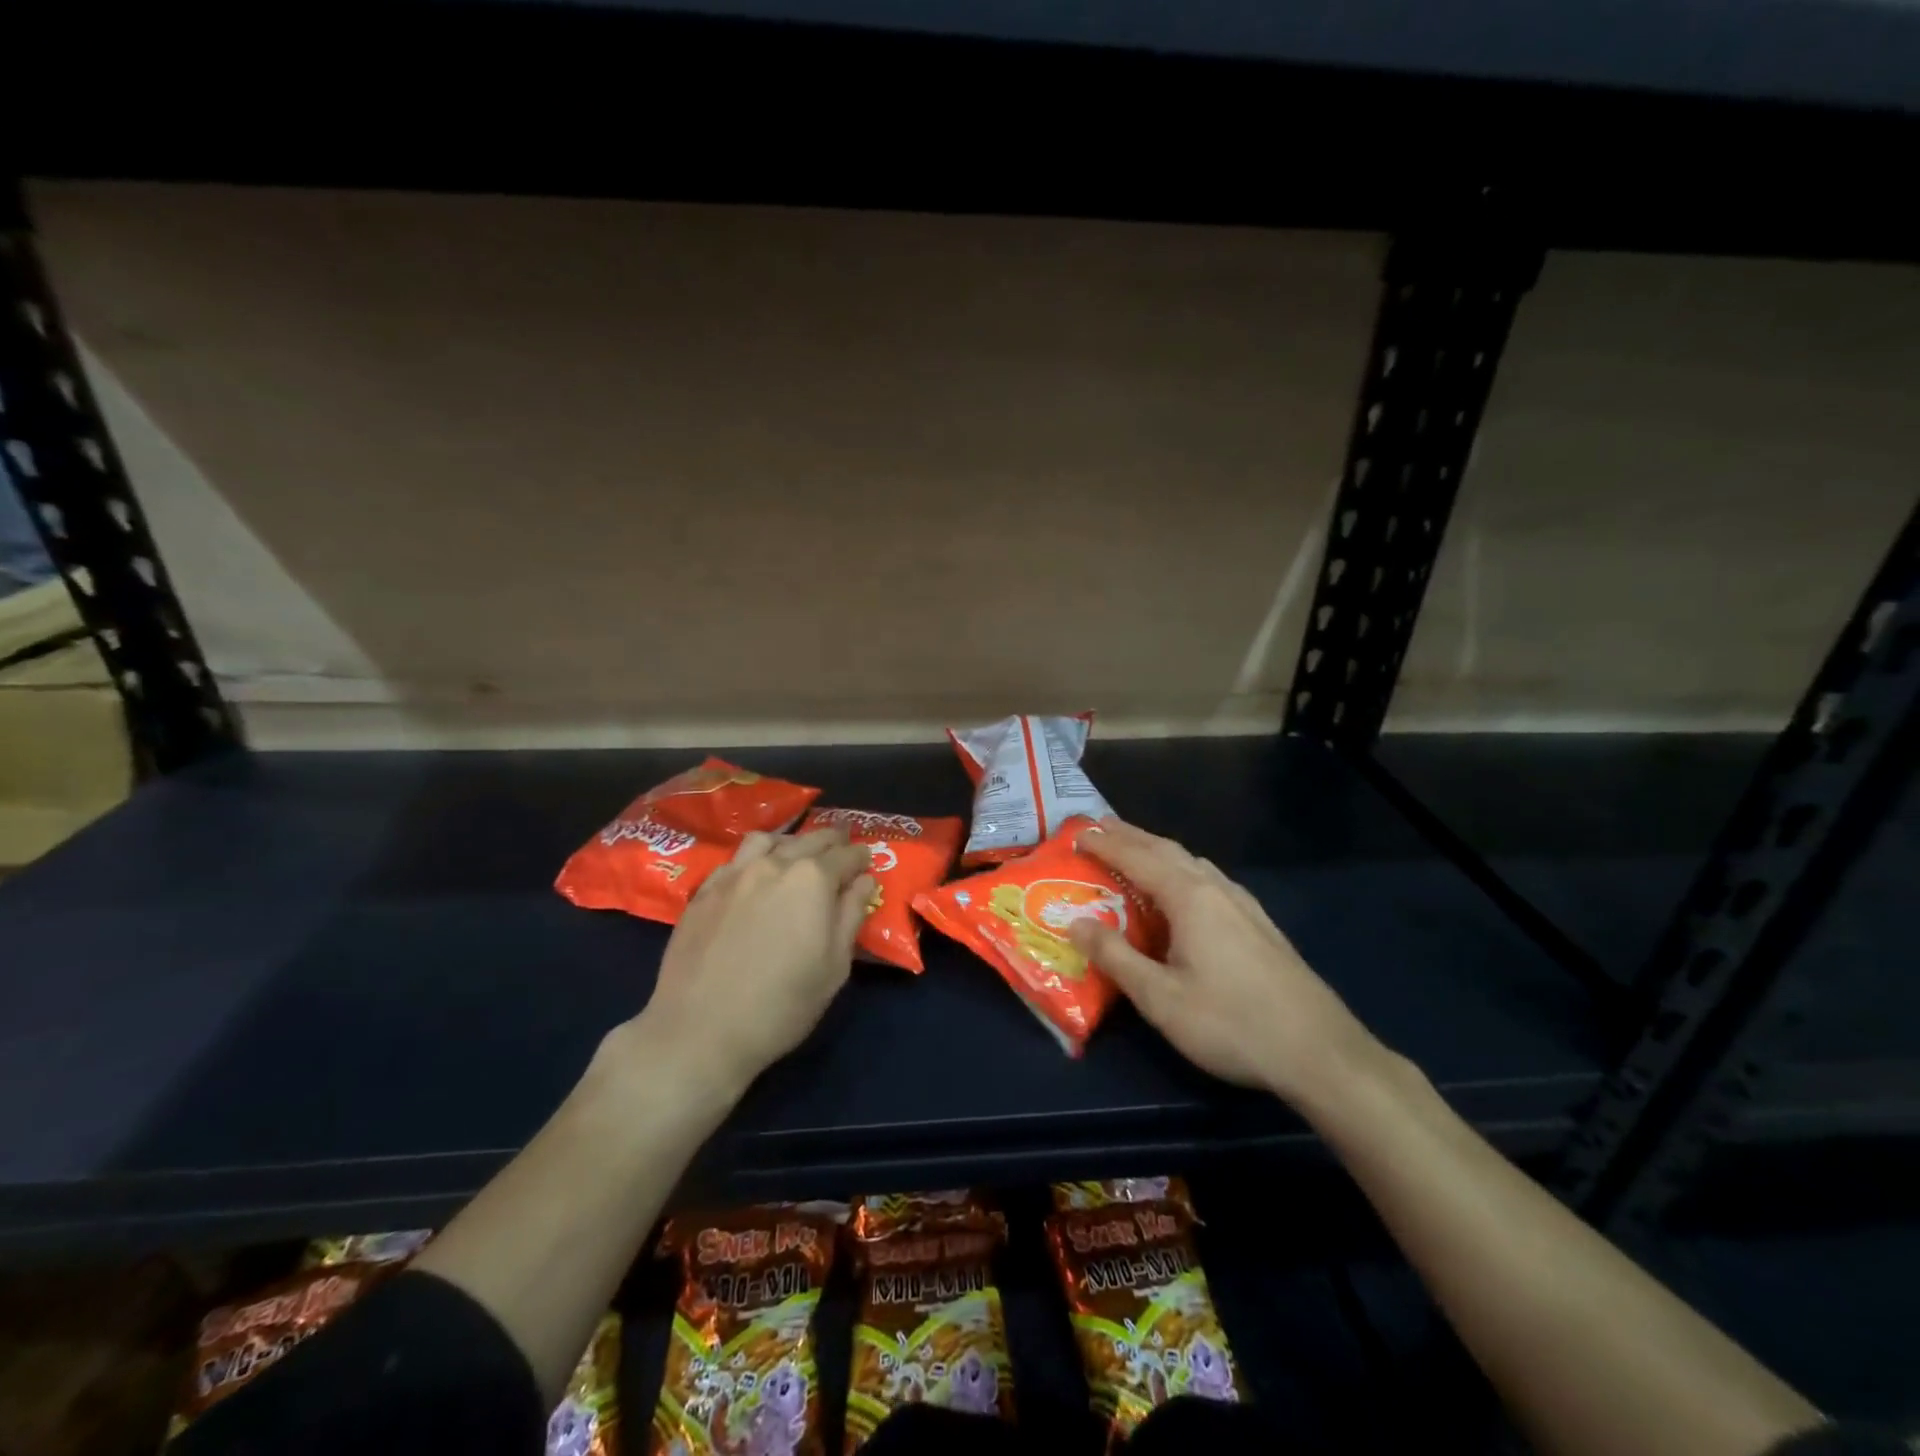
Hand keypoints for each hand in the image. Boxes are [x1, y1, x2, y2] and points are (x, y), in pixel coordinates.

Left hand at [634, 827, 874, 1096]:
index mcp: (813, 880)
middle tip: (841, 848)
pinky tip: (755, 876)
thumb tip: (863, 881)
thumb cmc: (782, 1005)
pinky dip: (754, 858)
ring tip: (796, 855)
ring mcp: (734, 874)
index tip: (866, 861)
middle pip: (809, 840)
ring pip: (768, 841)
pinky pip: (735, 859)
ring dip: (789, 842)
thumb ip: (851, 915)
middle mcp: (774, 864)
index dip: (860, 857)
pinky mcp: (704, 891)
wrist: (700, 1030)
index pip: (846, 855)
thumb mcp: (834, 967)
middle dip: (831, 842)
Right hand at [1070, 819, 1377, 1104]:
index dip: (1105, 845)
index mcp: (1190, 898)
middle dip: (1131, 836)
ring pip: (1193, 863)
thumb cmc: (1231, 1023)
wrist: (1320, 1052)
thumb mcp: (1160, 998)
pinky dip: (1182, 870)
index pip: (1137, 858)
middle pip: (1167, 850)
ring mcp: (1243, 904)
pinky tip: (1185, 890)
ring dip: (1158, 851)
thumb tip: (1076, 922)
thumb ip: (1116, 957)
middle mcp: (1217, 889)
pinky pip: (1210, 880)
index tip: (1076, 835)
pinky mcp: (1259, 924)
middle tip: (1100, 827)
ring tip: (1136, 852)